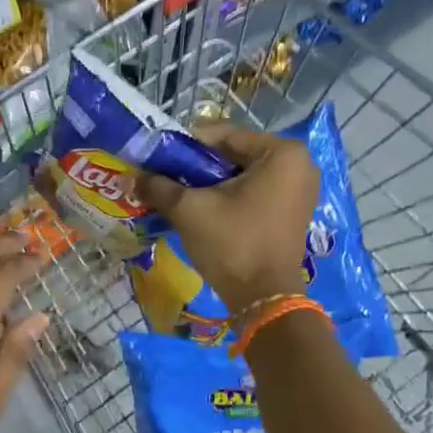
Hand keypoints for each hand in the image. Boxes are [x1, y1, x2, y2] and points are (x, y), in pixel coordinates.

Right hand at [136, 124, 318, 312]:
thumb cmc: (233, 243)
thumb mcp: (190, 209)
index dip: (185, 146)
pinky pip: (255, 192)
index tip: (158, 160)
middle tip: (165, 180)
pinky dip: (229, 198)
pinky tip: (203, 211)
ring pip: (243, 175)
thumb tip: (132, 177)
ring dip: (211, 184)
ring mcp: (300, 189)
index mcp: (281, 152)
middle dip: (197, 167)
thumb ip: (159, 186)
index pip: (223, 135)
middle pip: (234, 154)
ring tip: (179, 196)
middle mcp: (298, 163)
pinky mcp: (293, 212)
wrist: (264, 298)